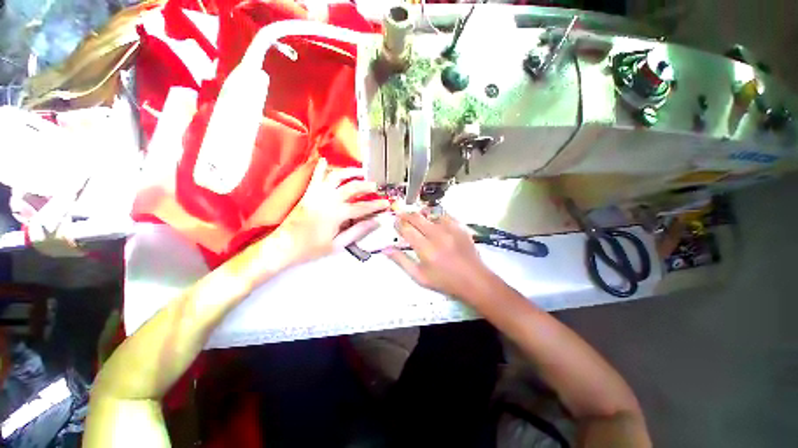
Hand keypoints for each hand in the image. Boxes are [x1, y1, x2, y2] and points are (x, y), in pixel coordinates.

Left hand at [275, 157, 389, 265]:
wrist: (283, 246)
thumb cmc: (311, 248)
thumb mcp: (337, 245)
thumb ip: (357, 231)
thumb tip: (375, 222)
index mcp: (336, 214)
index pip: (362, 207)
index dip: (376, 205)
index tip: (386, 203)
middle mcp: (328, 200)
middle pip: (352, 187)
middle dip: (366, 185)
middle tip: (376, 186)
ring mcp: (317, 194)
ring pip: (336, 177)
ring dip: (349, 172)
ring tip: (360, 171)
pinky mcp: (308, 193)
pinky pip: (315, 177)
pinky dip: (321, 168)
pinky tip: (325, 160)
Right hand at [385, 212, 498, 303]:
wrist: (474, 280)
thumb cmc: (445, 281)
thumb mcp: (419, 276)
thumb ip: (401, 261)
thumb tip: (385, 249)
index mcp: (425, 249)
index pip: (406, 229)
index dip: (398, 224)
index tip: (395, 223)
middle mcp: (437, 235)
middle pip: (417, 218)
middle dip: (406, 215)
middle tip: (401, 215)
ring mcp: (450, 229)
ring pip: (430, 213)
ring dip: (421, 214)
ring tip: (417, 218)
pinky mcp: (460, 227)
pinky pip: (444, 215)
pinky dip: (436, 215)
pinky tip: (434, 220)